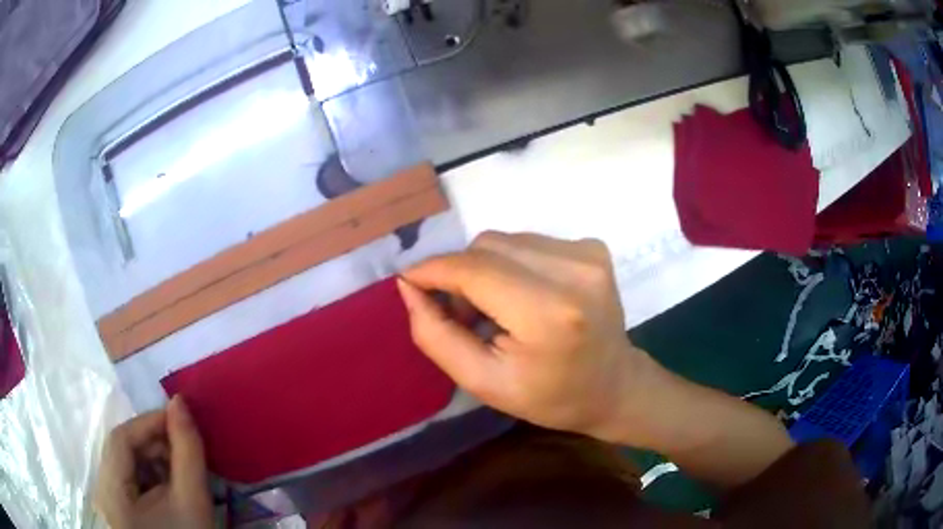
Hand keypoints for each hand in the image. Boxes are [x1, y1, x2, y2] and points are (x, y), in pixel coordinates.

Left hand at [95, 396, 212, 528]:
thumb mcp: (192, 500)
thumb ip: (187, 451)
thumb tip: (180, 402)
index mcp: (111, 491)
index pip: (121, 439)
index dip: (149, 422)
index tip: (180, 418)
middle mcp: (102, 491)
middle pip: (122, 451)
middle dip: (154, 443)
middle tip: (184, 447)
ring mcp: (109, 501)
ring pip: (127, 465)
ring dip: (153, 460)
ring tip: (180, 470)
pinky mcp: (119, 509)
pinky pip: (130, 480)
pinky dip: (150, 476)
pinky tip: (170, 487)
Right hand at [397, 231, 647, 439]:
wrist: (613, 387)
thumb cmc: (548, 397)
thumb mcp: (482, 382)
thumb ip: (436, 335)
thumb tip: (409, 286)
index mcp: (549, 313)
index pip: (474, 270)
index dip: (433, 270)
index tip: (408, 281)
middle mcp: (574, 270)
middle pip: (487, 247)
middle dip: (460, 274)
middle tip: (462, 314)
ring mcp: (588, 253)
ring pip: (505, 241)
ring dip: (485, 269)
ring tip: (496, 309)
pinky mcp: (592, 247)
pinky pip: (528, 242)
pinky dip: (511, 264)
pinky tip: (523, 296)